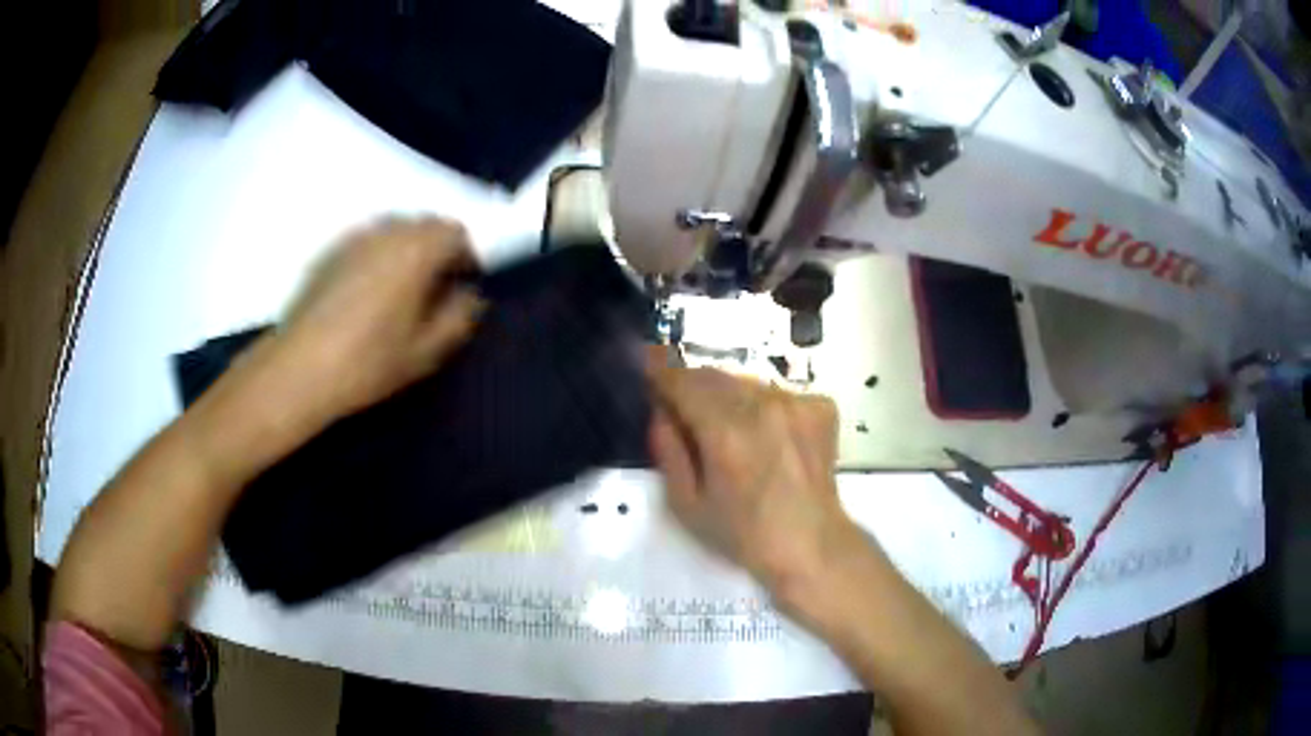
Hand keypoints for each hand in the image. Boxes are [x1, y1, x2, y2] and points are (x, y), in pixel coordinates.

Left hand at [276, 216, 484, 419]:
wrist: (300, 368)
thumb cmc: (368, 362)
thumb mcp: (426, 351)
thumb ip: (459, 317)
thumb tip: (468, 295)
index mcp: (416, 251)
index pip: (455, 231)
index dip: (466, 255)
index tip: (462, 283)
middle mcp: (386, 232)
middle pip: (425, 223)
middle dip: (437, 248)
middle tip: (434, 288)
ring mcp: (354, 238)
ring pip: (394, 229)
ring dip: (407, 249)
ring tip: (401, 289)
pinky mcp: (330, 250)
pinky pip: (368, 239)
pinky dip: (379, 254)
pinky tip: (368, 291)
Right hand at [648, 361, 862, 604]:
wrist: (812, 545)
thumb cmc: (743, 534)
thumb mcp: (687, 504)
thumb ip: (668, 451)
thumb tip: (661, 411)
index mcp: (725, 431)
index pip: (681, 381)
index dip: (659, 375)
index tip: (648, 376)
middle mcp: (762, 406)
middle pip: (712, 376)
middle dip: (691, 387)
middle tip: (684, 412)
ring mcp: (796, 403)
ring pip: (745, 383)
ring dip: (727, 397)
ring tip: (730, 432)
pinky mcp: (820, 407)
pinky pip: (777, 393)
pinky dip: (763, 407)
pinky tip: (767, 438)